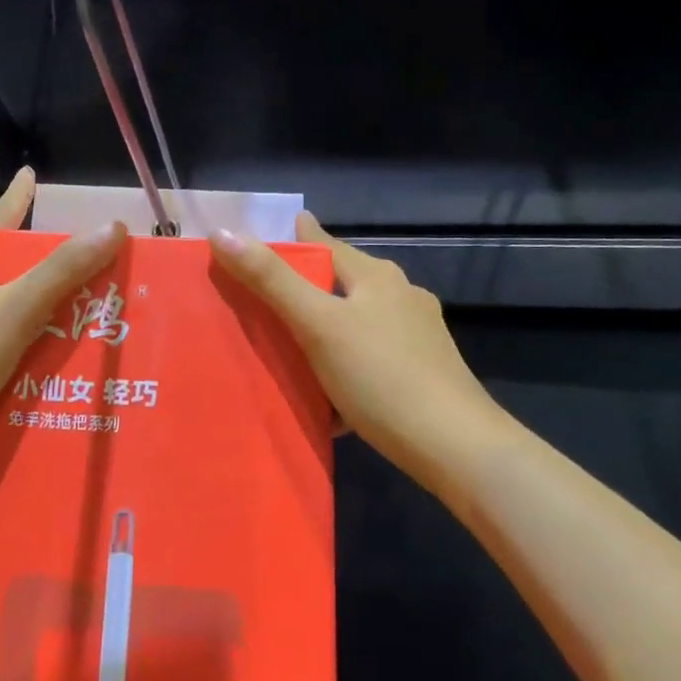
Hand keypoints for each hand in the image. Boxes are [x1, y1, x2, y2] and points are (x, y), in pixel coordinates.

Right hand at [212, 213, 501, 497]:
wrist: (457, 449)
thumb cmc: (382, 376)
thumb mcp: (318, 325)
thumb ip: (271, 280)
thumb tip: (223, 232)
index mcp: (376, 276)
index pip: (325, 243)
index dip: (294, 237)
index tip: (264, 235)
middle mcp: (400, 296)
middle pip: (341, 282)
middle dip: (306, 286)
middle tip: (264, 296)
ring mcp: (417, 336)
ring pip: (356, 321)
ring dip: (325, 329)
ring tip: (289, 348)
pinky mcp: (423, 373)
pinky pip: (370, 357)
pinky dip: (345, 365)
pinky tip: (328, 395)